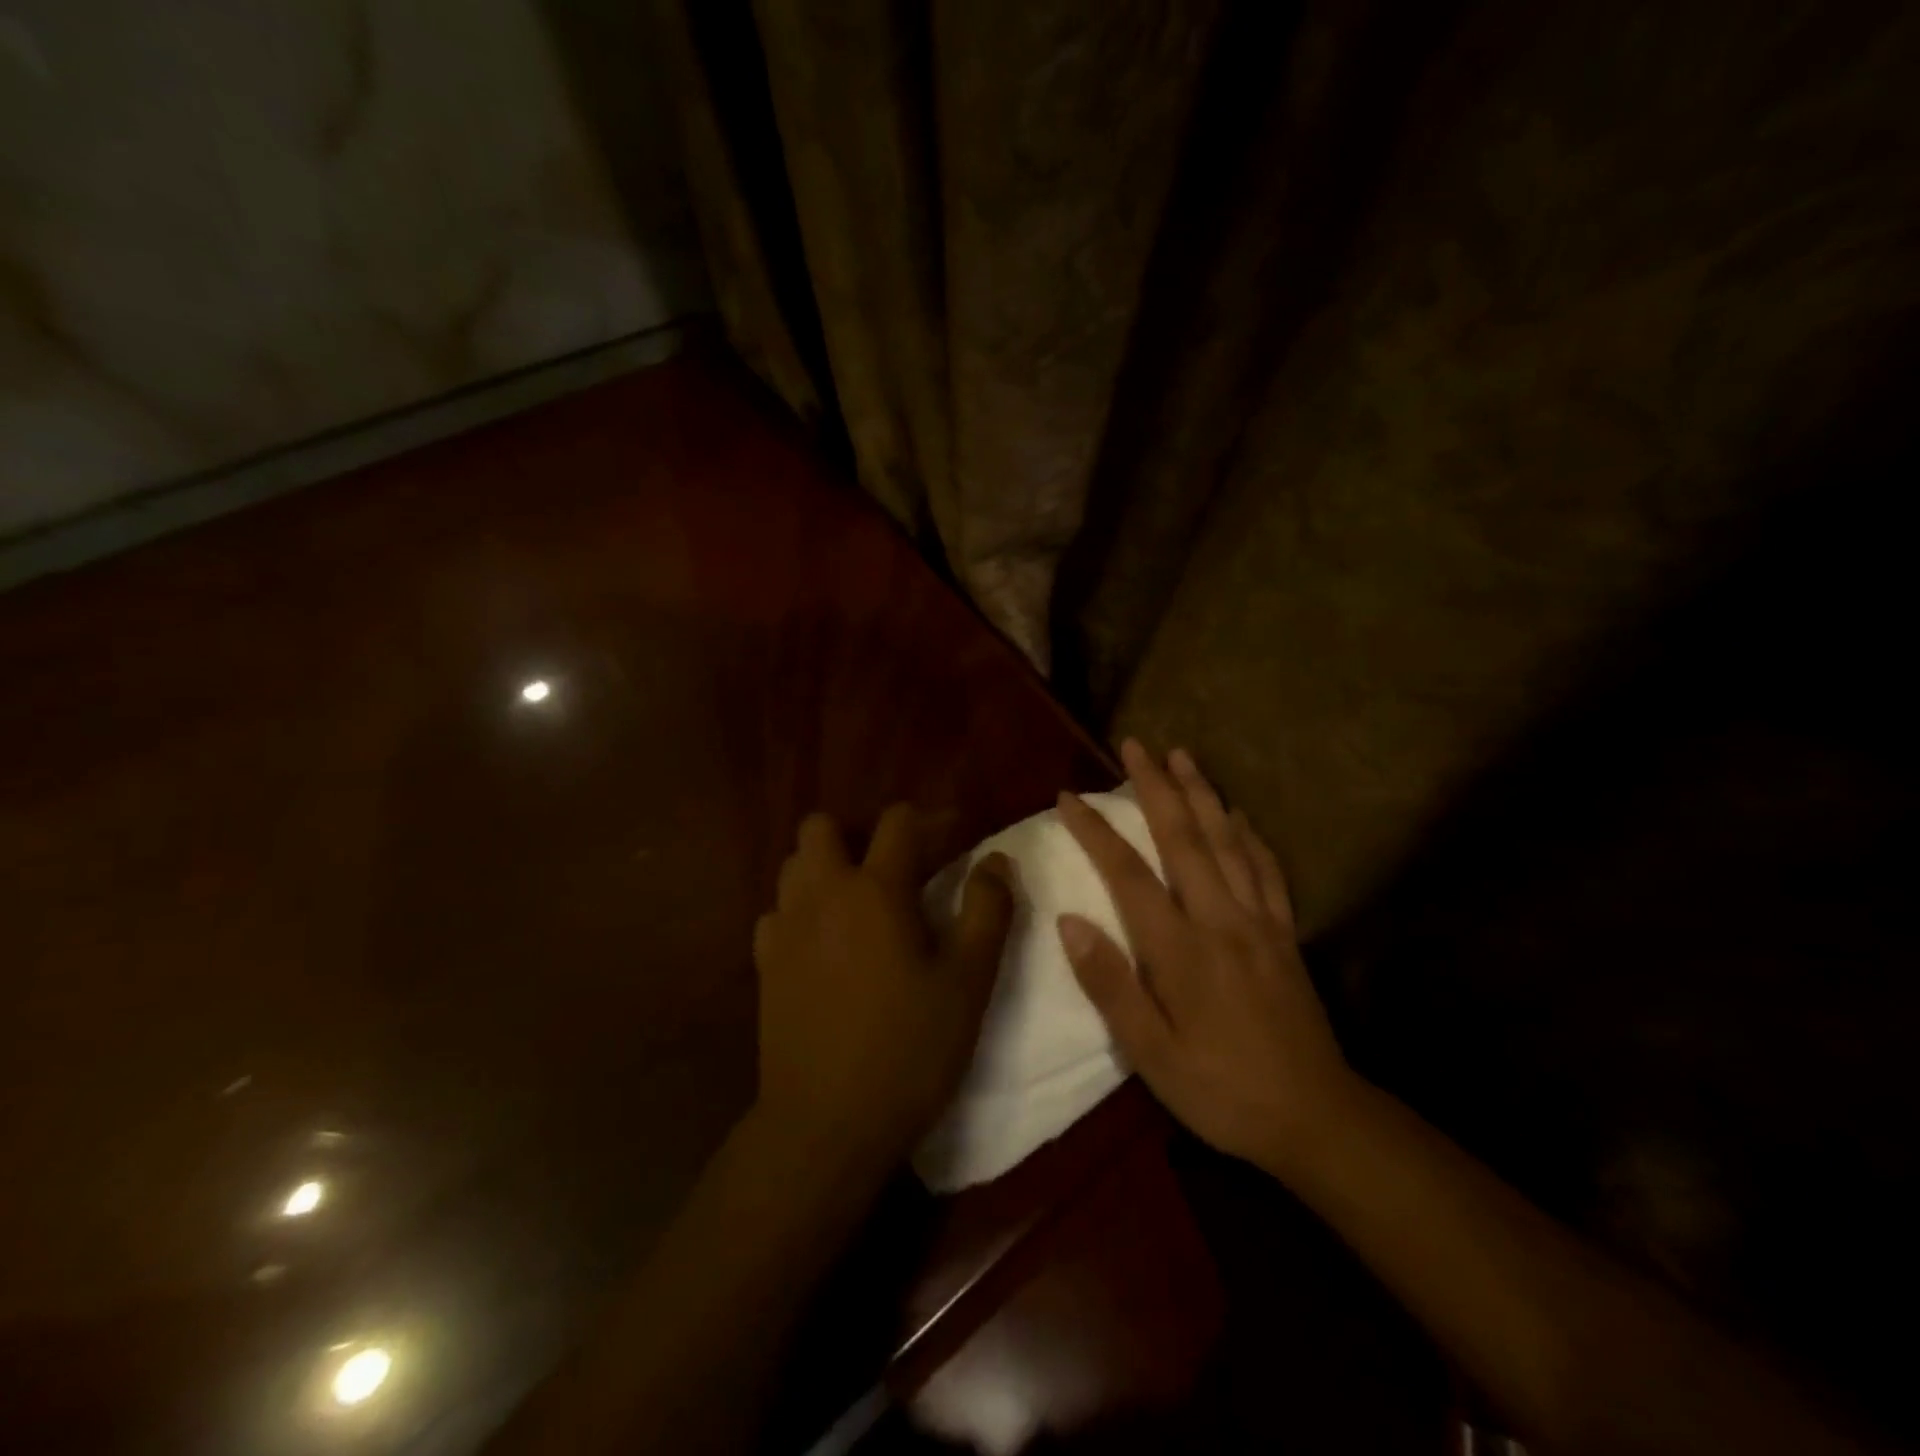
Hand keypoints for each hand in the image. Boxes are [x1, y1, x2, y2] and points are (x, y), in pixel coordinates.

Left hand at [753, 806, 1014, 1176]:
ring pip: (794, 866)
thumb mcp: (968, 982)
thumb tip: (996, 861)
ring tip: (858, 904)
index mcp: (876, 890)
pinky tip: (823, 944)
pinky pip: (777, 912)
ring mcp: (785, 928)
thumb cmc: (909, 1049)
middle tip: (893, 869)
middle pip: (820, 827)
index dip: (931, 819)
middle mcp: (822, 894)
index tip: (956, 837)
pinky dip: (800, 912)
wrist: (826, 1124)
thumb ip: (988, 911)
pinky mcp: (764, 964)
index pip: (898, 822)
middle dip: (856, 834)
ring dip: (825, 869)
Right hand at [1055, 740, 1355, 1171]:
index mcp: (1181, 948)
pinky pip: (1267, 870)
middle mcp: (1220, 919)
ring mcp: (1259, 921)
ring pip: (1227, 841)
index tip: (1068, 797)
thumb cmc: (1221, 1090)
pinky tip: (1238, 814)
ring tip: (1182, 756)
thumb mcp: (1151, 1054)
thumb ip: (1110, 985)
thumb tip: (1069, 921)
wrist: (1315, 1118)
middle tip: (1134, 745)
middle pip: (1183, 838)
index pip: (1128, 873)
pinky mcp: (1285, 933)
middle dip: (1155, 786)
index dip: (1095, 830)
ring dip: (1201, 793)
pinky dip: (1250, 834)